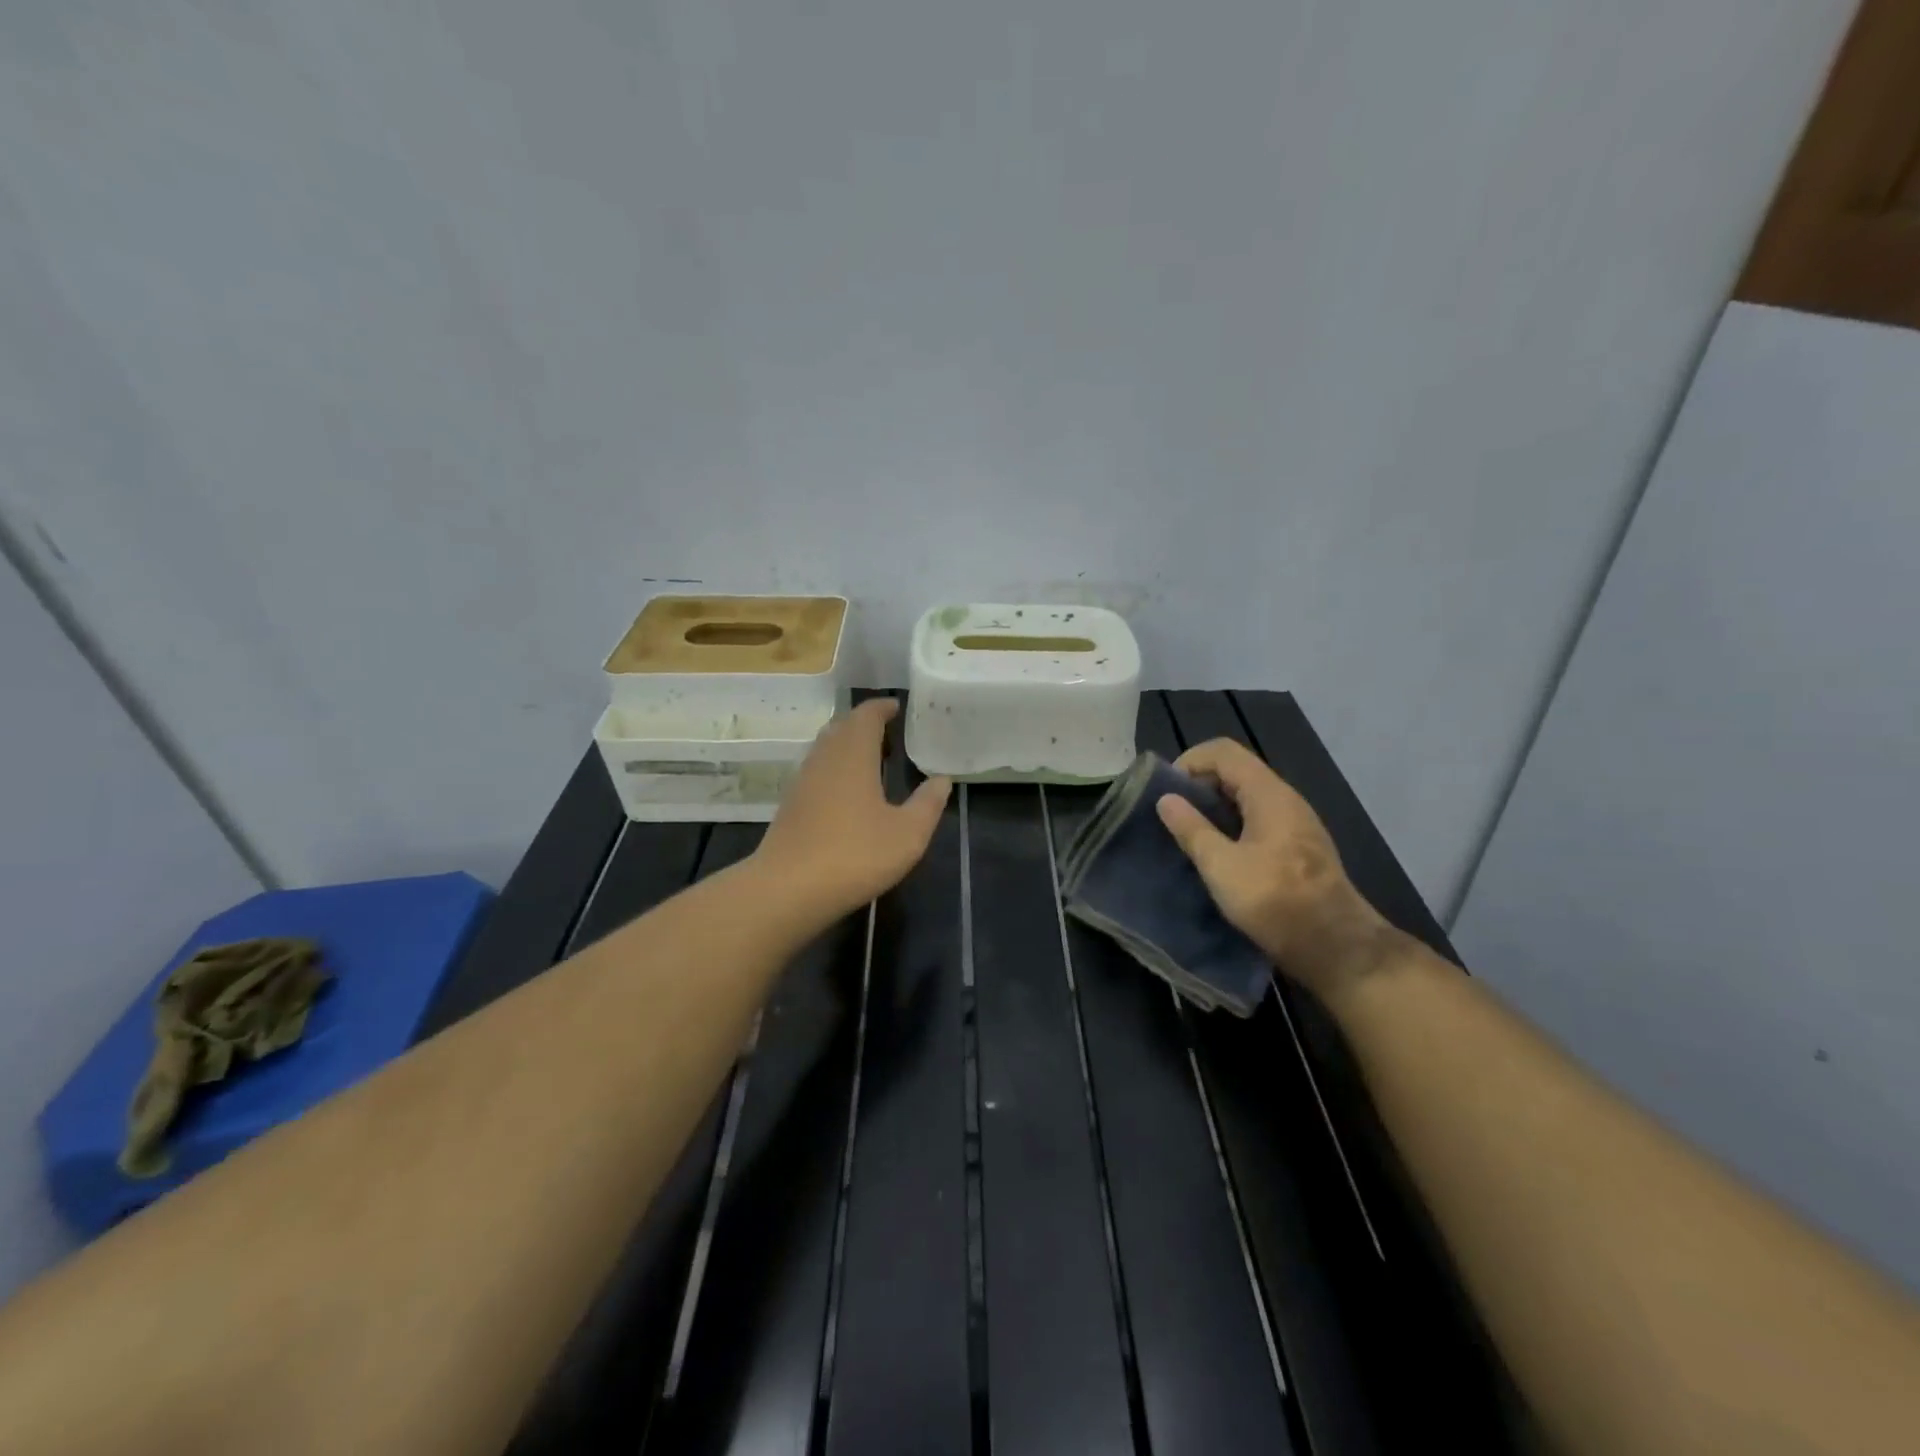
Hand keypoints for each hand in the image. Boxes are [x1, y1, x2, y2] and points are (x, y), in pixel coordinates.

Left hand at [755, 699, 951, 922]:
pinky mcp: (791, 805)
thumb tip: (942, 780)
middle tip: (890, 734)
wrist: (787, 889)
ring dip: (848, 746)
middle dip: (865, 724)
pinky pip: (817, 771)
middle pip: (842, 727)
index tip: (897, 707)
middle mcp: (824, 758)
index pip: (866, 715)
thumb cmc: (855, 854)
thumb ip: (927, 804)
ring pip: (826, 748)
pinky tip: (848, 793)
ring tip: (873, 760)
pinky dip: (835, 768)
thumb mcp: (907, 834)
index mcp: (853, 754)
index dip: (882, 707)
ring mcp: (802, 781)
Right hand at [1155, 738, 1399, 1003]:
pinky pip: (1257, 818)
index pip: (1223, 751)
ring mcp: (1295, 823)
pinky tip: (1216, 853)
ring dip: (1213, 806)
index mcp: (1269, 794)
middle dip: (1198, 784)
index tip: (1166, 792)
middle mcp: (1285, 799)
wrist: (1337, 948)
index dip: (1189, 761)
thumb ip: (1192, 829)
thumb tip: (1166, 799)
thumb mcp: (1222, 867)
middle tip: (1171, 814)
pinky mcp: (1297, 847)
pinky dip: (1231, 823)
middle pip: (1235, 770)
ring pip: (1246, 796)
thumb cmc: (1276, 902)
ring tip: (1187, 833)